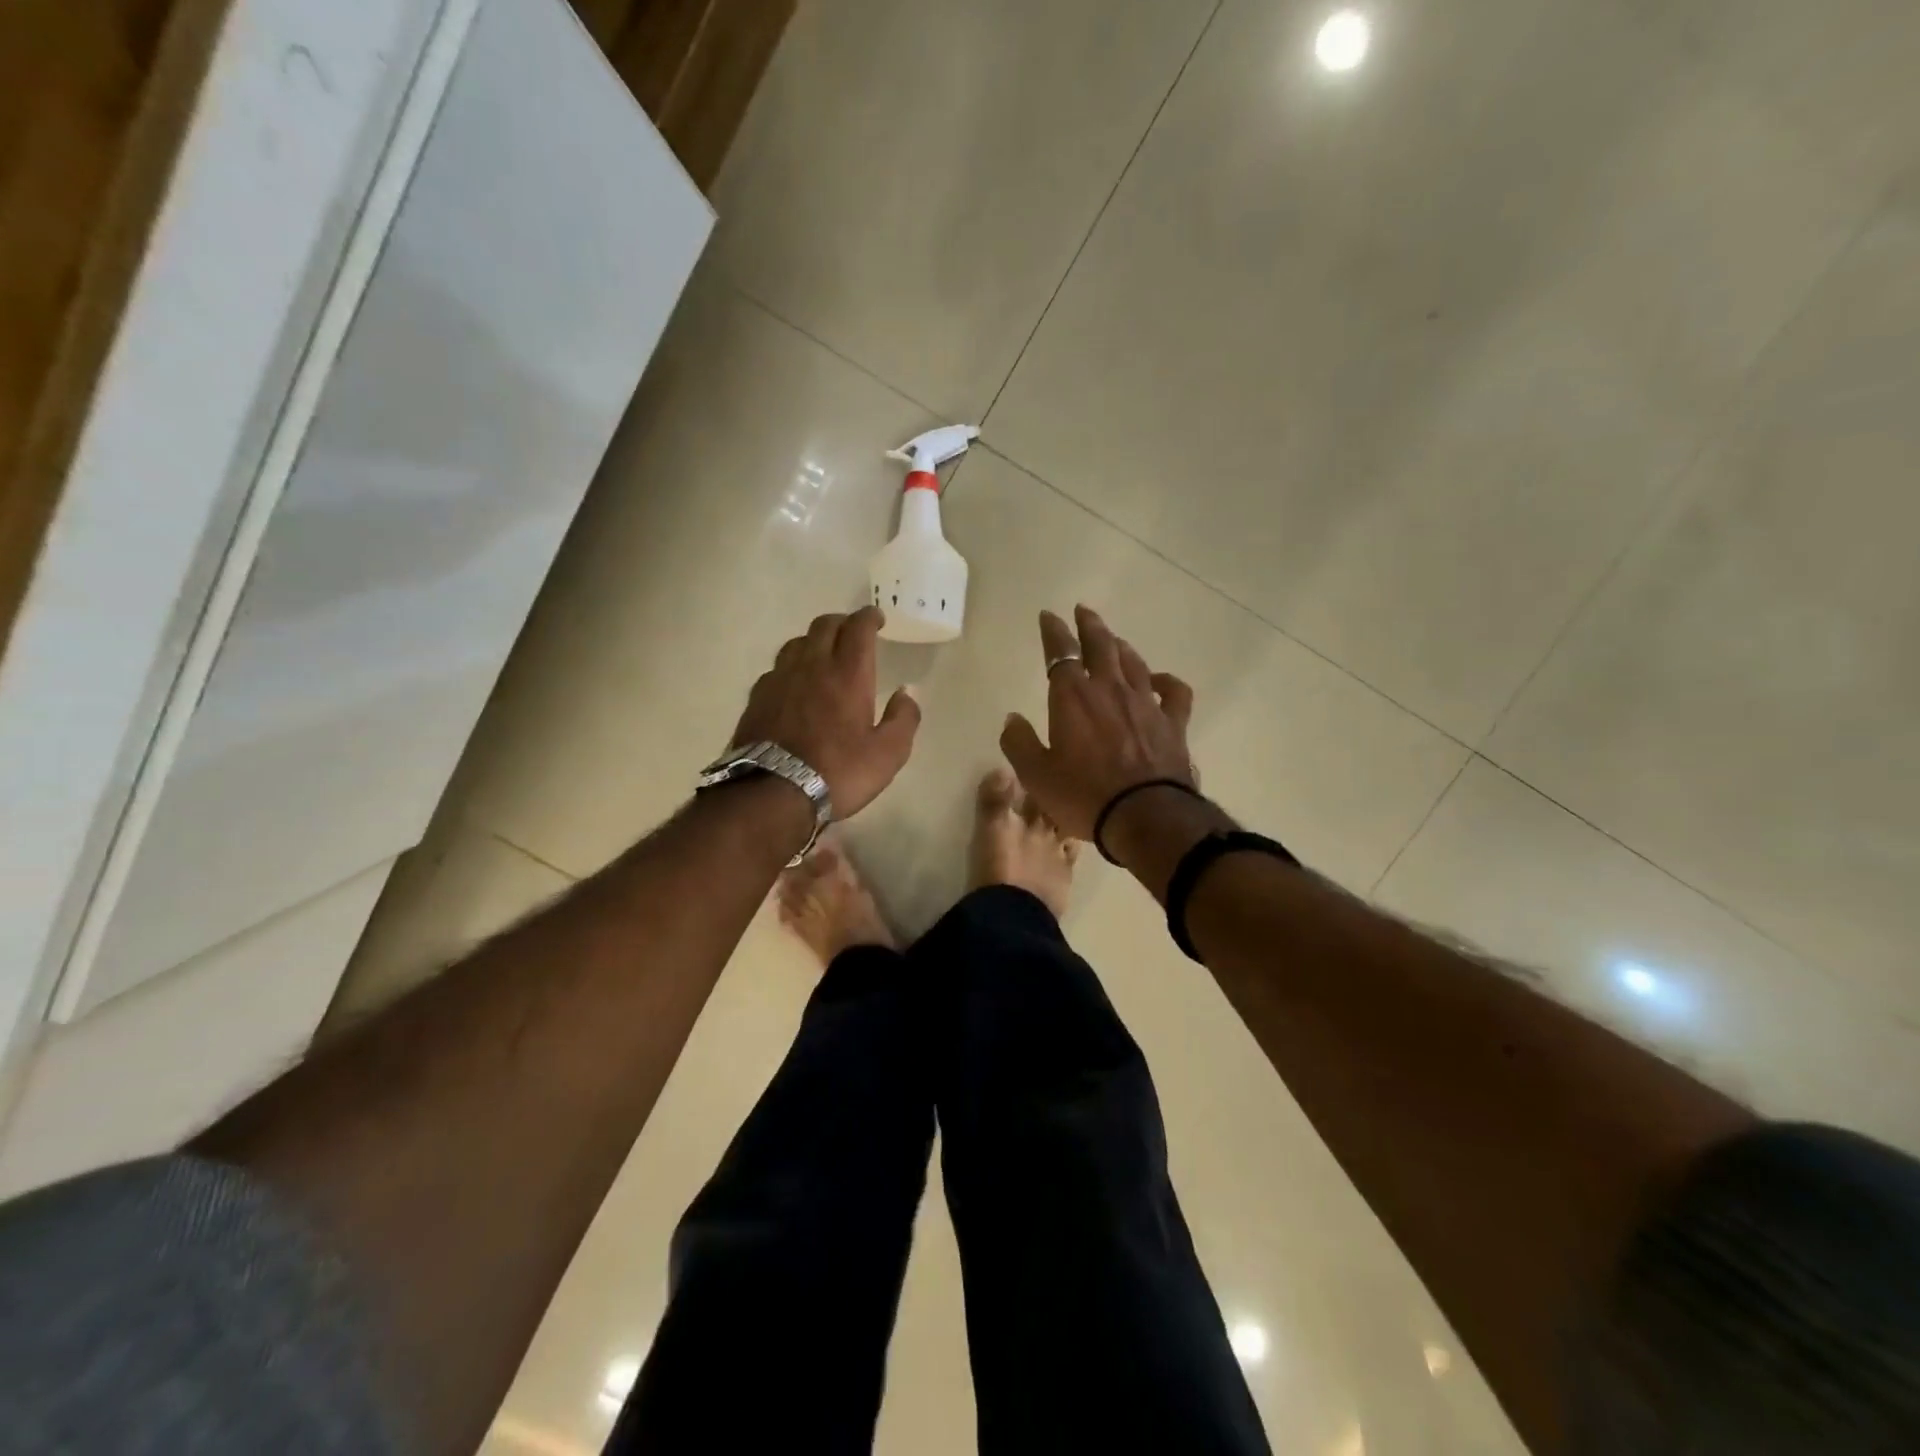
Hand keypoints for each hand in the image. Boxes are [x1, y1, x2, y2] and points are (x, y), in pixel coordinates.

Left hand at [731, 606, 920, 819]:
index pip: (858, 628)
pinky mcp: (757, 698)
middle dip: (842, 622)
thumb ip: (904, 718)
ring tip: (823, 654)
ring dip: (814, 641)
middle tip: (853, 632)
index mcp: (847, 674)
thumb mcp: (888, 754)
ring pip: (797, 643)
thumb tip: (907, 692)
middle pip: (824, 626)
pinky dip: (792, 667)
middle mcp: (812, 666)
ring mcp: (779, 679)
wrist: (772, 793)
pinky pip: (777, 668)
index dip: (868, 617)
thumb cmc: (838, 772)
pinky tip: (795, 684)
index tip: (877, 619)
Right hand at [999, 605, 1196, 840]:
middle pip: (1101, 645)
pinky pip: (1173, 691)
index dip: (1053, 632)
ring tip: (1113, 640)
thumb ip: (1019, 742)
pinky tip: (1158, 680)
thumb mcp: (1036, 775)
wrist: (1146, 816)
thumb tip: (1012, 718)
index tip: (1048, 616)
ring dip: (1121, 647)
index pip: (1060, 653)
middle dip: (1089, 625)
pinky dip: (1165, 680)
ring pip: (1134, 662)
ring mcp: (1145, 703)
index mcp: (1072, 698)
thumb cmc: (1084, 796)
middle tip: (1083, 611)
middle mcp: (1110, 690)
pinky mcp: (1173, 722)